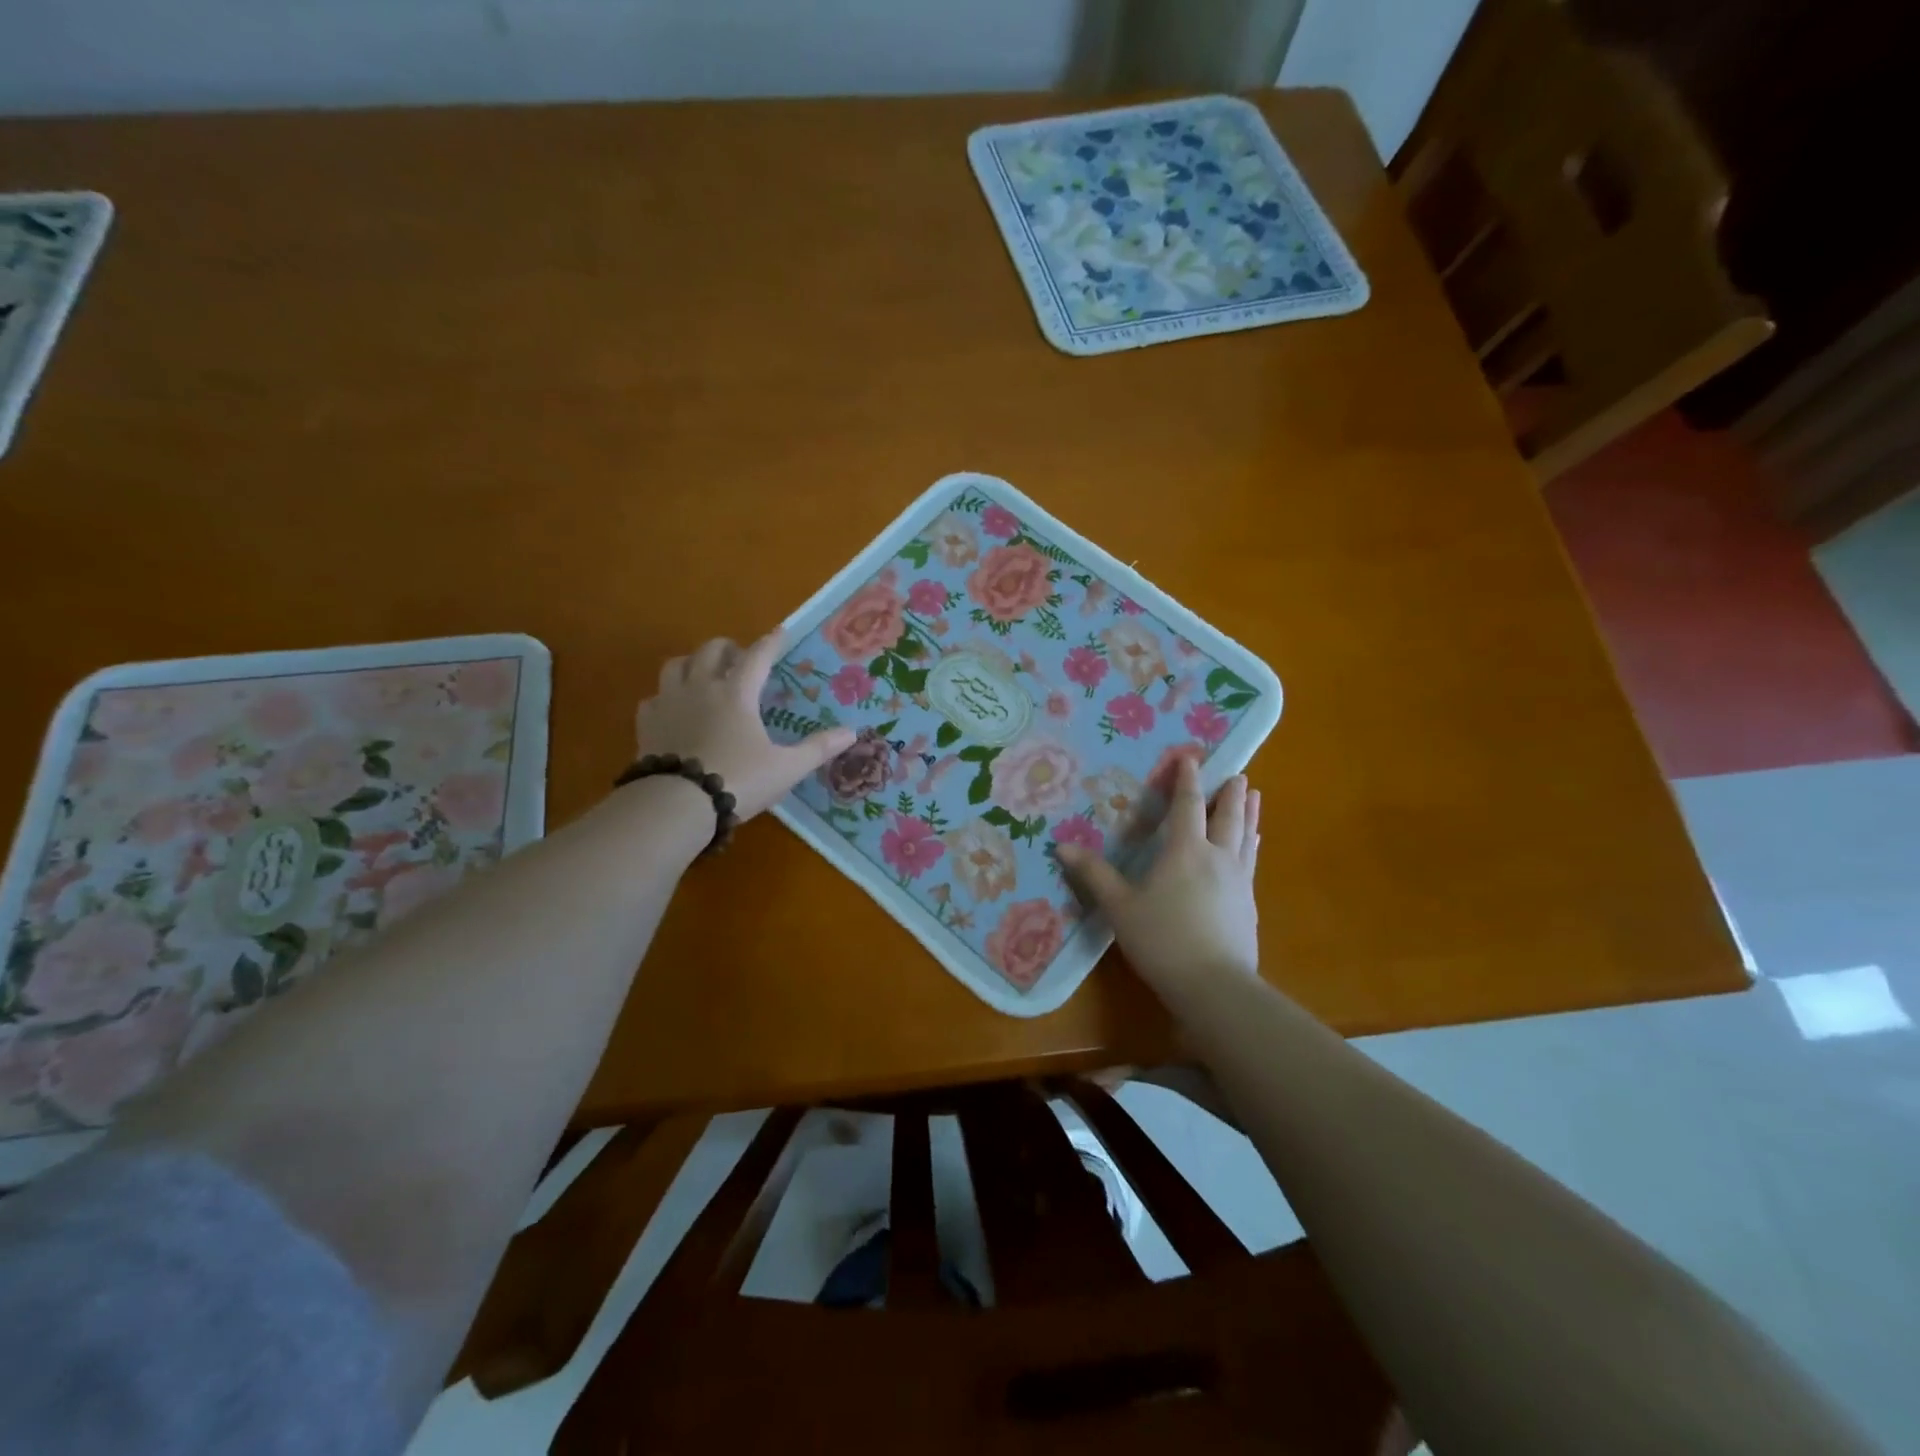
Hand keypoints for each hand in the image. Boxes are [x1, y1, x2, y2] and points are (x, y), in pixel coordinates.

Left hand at [637, 630, 855, 820]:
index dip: (772, 642)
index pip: (758, 656)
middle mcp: (701, 688)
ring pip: (676, 666)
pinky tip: (673, 710)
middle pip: (710, 651)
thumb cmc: (739, 780)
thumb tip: (852, 732)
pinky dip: (665, 697)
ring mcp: (669, 703)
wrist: (677, 804)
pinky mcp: (646, 724)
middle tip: (738, 657)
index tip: (781, 631)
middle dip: (727, 648)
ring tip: (702, 675)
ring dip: (692, 663)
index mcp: (737, 693)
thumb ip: (818, 748)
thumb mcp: (787, 768)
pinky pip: (653, 698)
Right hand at [1057, 757, 1261, 992]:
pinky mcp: (1249, 904)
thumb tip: (1062, 845)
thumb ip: (1094, 875)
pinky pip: (1251, 861)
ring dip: (1248, 813)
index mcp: (1185, 850)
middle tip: (1238, 773)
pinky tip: (1252, 847)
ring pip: (1246, 836)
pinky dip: (1251, 844)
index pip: (1187, 805)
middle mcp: (1217, 857)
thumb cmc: (1161, 940)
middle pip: (1227, 816)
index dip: (1187, 780)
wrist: (1214, 986)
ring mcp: (1238, 880)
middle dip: (1229, 793)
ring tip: (1254, 796)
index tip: (1191, 757)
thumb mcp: (1119, 907)